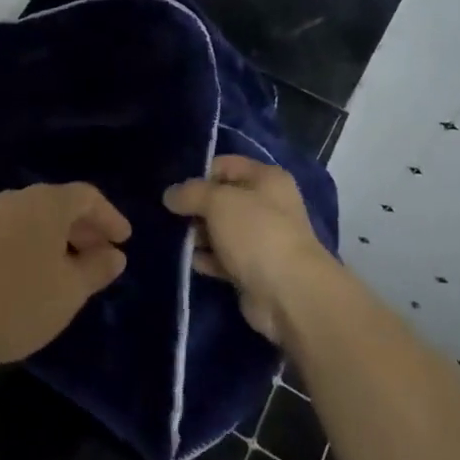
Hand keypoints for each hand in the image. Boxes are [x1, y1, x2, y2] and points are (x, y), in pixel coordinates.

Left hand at [0, 183, 130, 374]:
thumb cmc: (20, 301)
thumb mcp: (71, 289)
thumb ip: (98, 268)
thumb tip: (115, 254)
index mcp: (47, 202)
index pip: (87, 197)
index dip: (110, 217)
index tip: (124, 241)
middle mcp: (18, 200)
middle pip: (60, 205)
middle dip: (86, 229)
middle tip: (103, 256)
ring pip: (37, 220)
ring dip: (61, 240)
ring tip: (74, 272)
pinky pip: (17, 234)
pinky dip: (37, 248)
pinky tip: (40, 278)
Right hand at [164, 156, 333, 341]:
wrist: (289, 294)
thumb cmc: (257, 234)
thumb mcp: (218, 202)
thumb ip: (191, 193)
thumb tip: (169, 194)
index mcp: (267, 179)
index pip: (226, 165)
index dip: (200, 174)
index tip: (176, 189)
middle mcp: (268, 205)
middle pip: (223, 199)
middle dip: (196, 207)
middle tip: (170, 215)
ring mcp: (262, 239)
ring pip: (222, 230)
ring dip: (199, 234)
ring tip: (174, 238)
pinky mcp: (254, 270)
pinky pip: (224, 258)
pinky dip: (207, 259)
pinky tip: (187, 260)